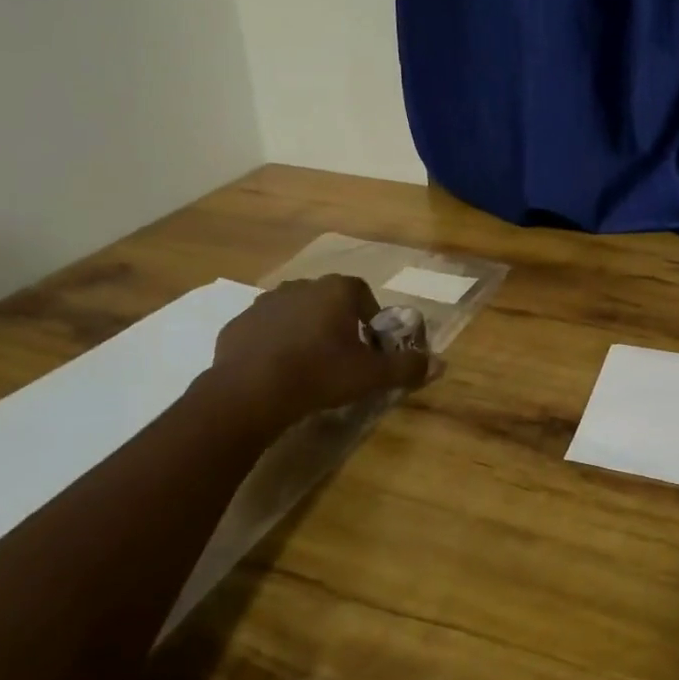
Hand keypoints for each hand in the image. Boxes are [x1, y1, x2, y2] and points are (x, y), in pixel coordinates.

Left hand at [203, 275, 430, 432]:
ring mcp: (265, 303)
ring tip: (309, 364)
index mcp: (336, 290)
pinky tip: (277, 371)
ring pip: (295, 313)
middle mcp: (301, 286)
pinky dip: (274, 343)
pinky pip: (265, 330)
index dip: (370, 317)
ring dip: (305, 330)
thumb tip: (440, 364)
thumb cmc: (319, 374)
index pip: (362, 293)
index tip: (370, 344)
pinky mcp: (238, 324)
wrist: (249, 393)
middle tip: (342, 356)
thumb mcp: (371, 375)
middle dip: (337, 323)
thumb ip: (407, 367)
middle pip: (328, 301)